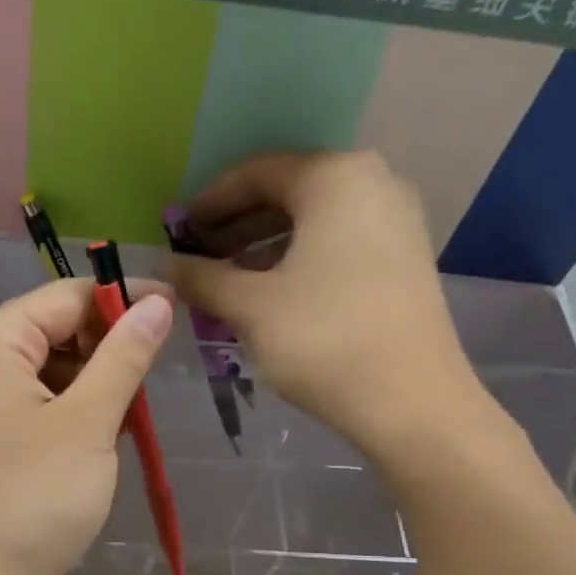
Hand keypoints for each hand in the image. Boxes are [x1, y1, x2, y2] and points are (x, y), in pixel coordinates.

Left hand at [0, 278, 172, 574]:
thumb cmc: (32, 500)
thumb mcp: (88, 424)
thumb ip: (124, 357)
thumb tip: (157, 302)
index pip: (66, 296)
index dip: (123, 299)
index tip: (176, 312)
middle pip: (53, 330)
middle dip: (106, 350)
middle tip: (151, 384)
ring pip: (46, 371)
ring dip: (91, 387)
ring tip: (128, 420)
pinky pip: (31, 404)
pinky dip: (68, 413)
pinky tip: (96, 441)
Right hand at [173, 150, 515, 467]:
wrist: (411, 402)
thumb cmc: (324, 340)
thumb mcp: (251, 306)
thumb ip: (203, 278)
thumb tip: (164, 267)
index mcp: (335, 178)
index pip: (257, 172)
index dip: (210, 201)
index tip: (178, 232)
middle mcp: (373, 184)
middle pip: (288, 193)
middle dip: (237, 225)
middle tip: (199, 257)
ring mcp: (396, 223)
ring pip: (314, 222)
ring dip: (264, 247)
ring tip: (226, 280)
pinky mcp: (404, 261)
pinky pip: (338, 245)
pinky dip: (298, 262)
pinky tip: (270, 294)